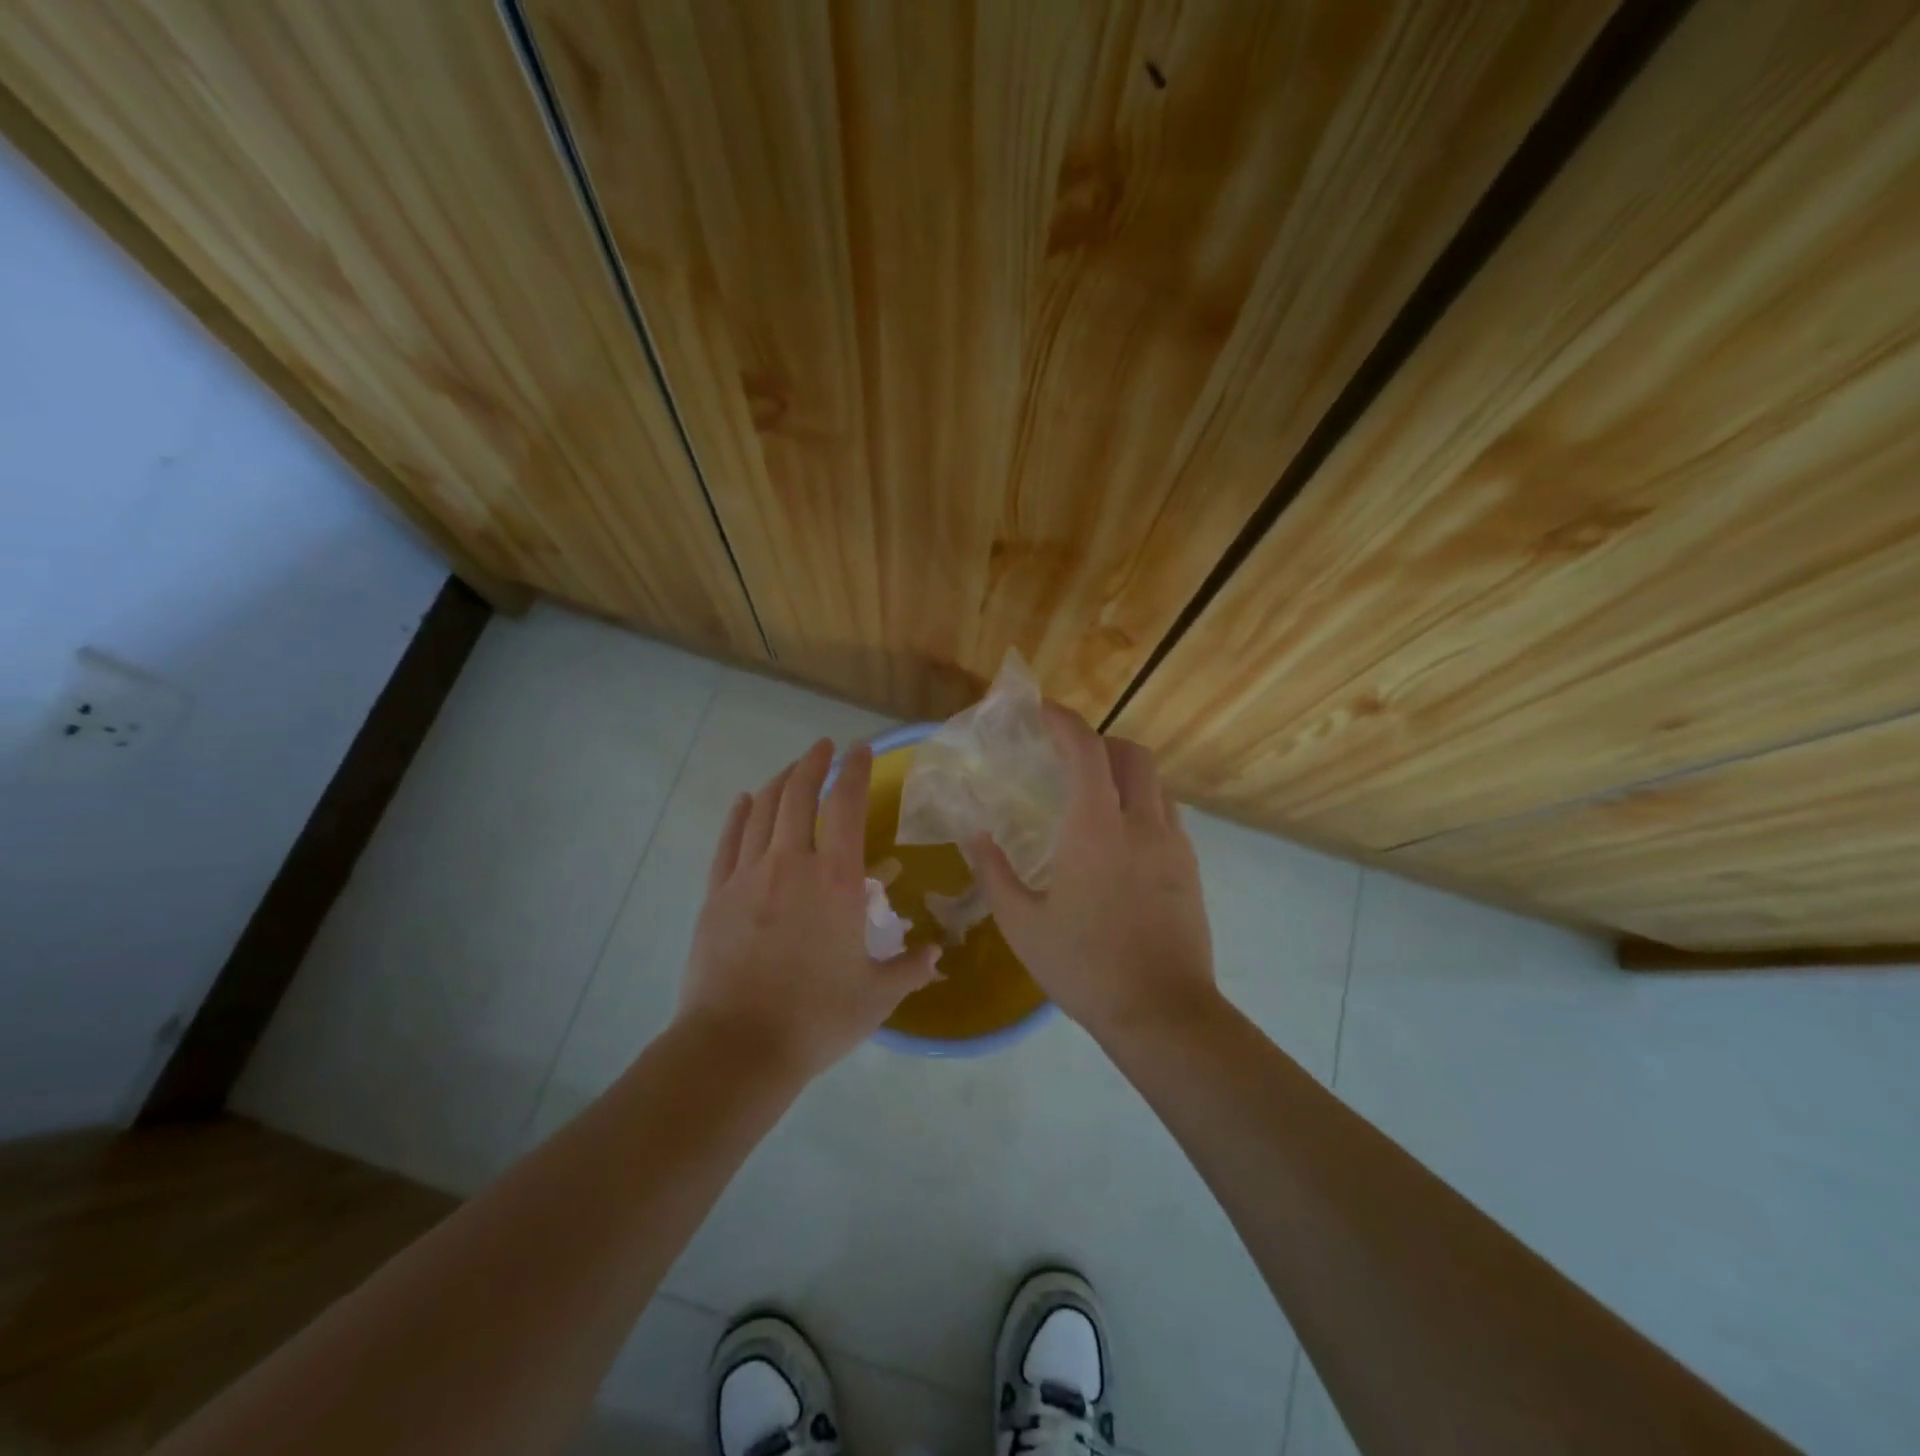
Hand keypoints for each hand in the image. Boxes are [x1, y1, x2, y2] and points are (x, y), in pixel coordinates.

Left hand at [678, 739, 940, 1079]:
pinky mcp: (716, 895)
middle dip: (813, 763)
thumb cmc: (816, 1019)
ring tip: (792, 769)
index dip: (854, 771)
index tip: (860, 750)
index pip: (846, 805)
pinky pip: (727, 841)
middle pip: (798, 794)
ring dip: (779, 781)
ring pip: (761, 810)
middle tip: (824, 747)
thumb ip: (910, 969)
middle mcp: (791, 864)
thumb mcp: (876, 996)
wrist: (737, 1047)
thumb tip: (937, 955)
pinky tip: (743, 802)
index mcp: (836, 881)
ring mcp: (747, 876)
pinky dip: (738, 815)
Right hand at [971, 706, 1215, 1043]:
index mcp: (1096, 829)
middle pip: (1132, 753)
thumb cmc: (1084, 966)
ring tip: (1094, 795)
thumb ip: (995, 872)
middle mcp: (1141, 823)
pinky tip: (1120, 838)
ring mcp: (1173, 844)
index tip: (1041, 711)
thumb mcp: (1022, 924)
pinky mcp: (1190, 867)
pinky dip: (1142, 804)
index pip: (1086, 750)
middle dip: (1100, 741)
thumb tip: (975, 834)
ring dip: (1124, 772)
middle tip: (1068, 757)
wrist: (1162, 1012)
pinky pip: (1167, 813)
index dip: (1063, 721)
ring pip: (1155, 782)